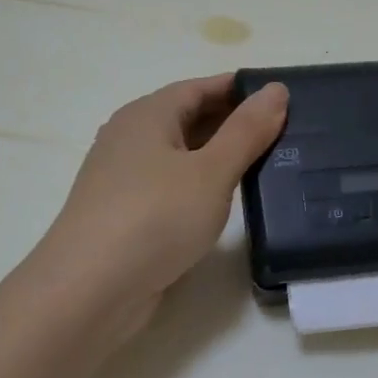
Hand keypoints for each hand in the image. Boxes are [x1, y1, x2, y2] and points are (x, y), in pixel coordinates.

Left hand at [28, 74, 288, 347]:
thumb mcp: (211, 171)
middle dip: (234, 123)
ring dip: (220, 156)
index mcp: (147, 115)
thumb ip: (246, 131)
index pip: (200, 87)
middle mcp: (130, 138)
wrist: (90, 290)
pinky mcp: (126, 214)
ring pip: (181, 155)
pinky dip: (202, 185)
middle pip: (189, 118)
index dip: (241, 89)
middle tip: (287, 133)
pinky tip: (227, 201)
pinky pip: (172, 185)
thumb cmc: (154, 217)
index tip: (283, 98)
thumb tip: (276, 89)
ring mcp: (125, 178)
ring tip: (268, 164)